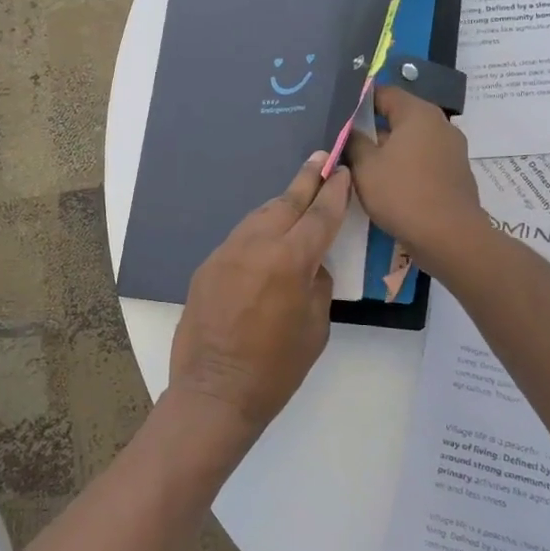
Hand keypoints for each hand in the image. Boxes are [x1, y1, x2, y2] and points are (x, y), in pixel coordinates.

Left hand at [168, 153, 351, 437]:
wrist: (215, 391)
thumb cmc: (276, 368)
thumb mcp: (315, 328)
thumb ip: (318, 285)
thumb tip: (311, 265)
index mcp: (289, 261)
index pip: (319, 215)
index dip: (334, 192)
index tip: (342, 172)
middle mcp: (255, 246)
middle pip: (285, 203)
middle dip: (306, 180)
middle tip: (319, 159)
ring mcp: (226, 253)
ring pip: (259, 216)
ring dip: (280, 205)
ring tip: (296, 197)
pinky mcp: (207, 266)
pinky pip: (239, 238)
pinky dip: (258, 232)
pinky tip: (266, 240)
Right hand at [345, 87, 488, 270]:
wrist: (450, 238)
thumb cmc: (402, 194)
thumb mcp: (365, 167)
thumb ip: (353, 141)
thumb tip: (350, 129)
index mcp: (418, 113)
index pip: (383, 92)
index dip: (358, 102)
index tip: (338, 116)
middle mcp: (440, 123)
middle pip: (399, 116)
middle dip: (372, 128)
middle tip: (345, 142)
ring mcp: (452, 149)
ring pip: (411, 140)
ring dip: (388, 149)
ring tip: (362, 165)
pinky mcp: (456, 172)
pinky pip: (424, 159)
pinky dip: (405, 165)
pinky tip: (388, 183)